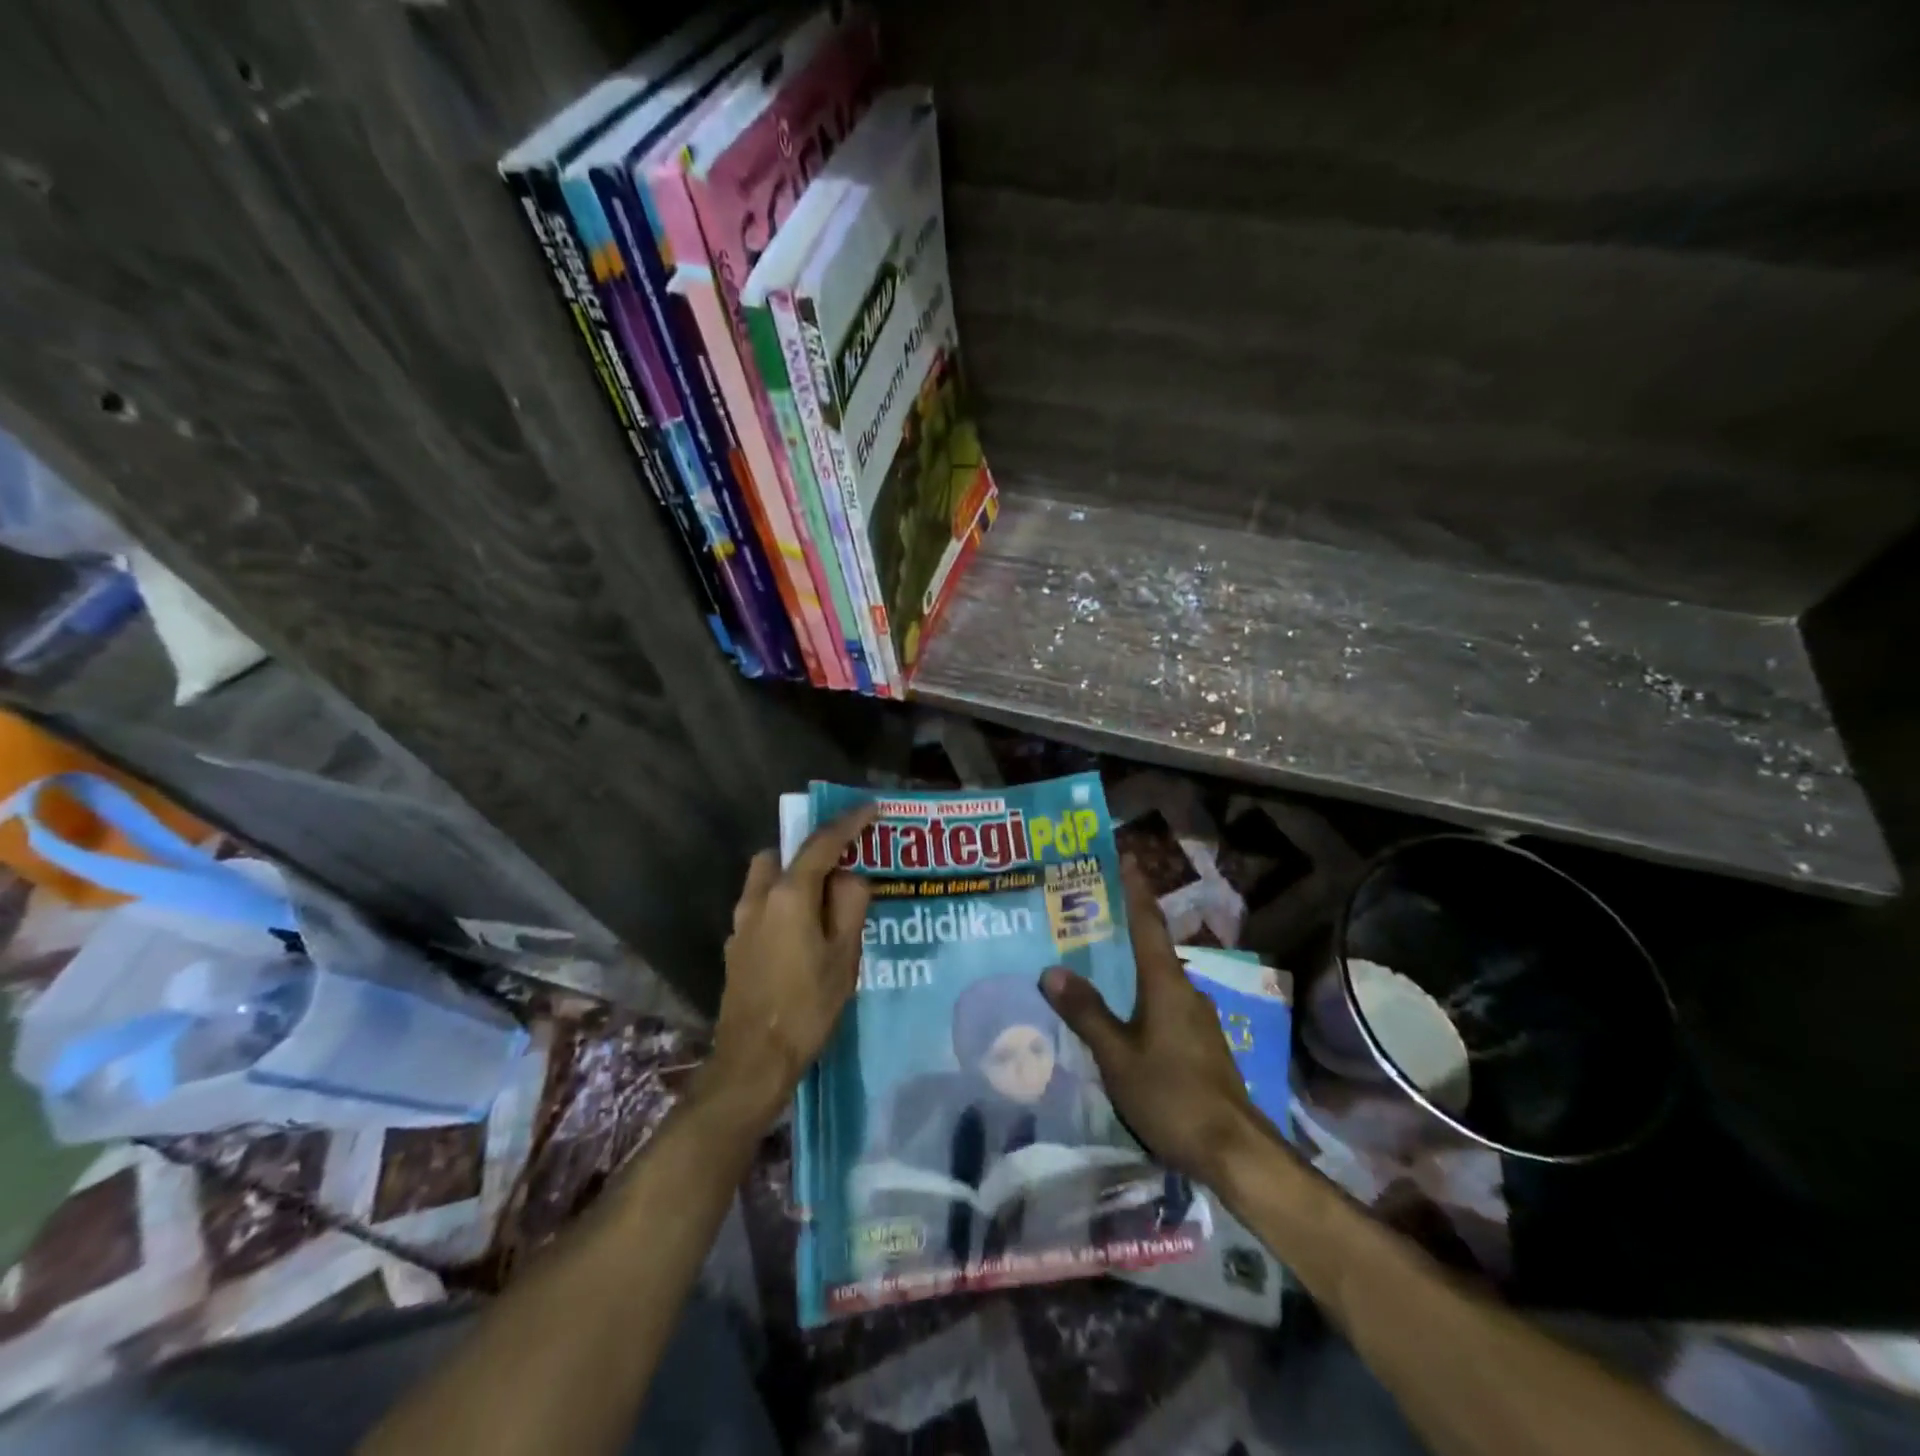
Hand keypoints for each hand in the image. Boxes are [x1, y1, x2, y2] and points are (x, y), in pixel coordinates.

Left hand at [704, 807, 875, 1128]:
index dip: (849, 822)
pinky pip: (761, 907)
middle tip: (842, 866)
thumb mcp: (844, 956)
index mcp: (789, 895)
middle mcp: (758, 899)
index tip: (871, 808)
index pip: (822, 844)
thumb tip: (850, 876)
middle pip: (782, 855)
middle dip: (810, 851)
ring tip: (825, 902)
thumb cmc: (807, 1006)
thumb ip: (850, 905)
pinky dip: (782, 904)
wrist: (752, 1061)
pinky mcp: (735, 947)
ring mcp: (741, 923)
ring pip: (767, 880)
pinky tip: (802, 933)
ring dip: (794, 878)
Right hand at [1041, 862, 1260, 1183]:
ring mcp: (1196, 1018)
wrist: (1234, 1150)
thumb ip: (1086, 1013)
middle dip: (1123, 926)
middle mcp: (1185, 990)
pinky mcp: (1200, 1043)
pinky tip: (1119, 1013)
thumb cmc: (1172, 1095)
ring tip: (1094, 961)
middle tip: (1086, 912)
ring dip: (1130, 964)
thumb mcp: (1118, 1056)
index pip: (1147, 922)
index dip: (1135, 889)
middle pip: (1151, 947)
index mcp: (1165, 983)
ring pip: (1157, 978)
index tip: (1124, 857)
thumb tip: (1051, 970)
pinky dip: (1139, 995)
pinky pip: (1163, 1003)